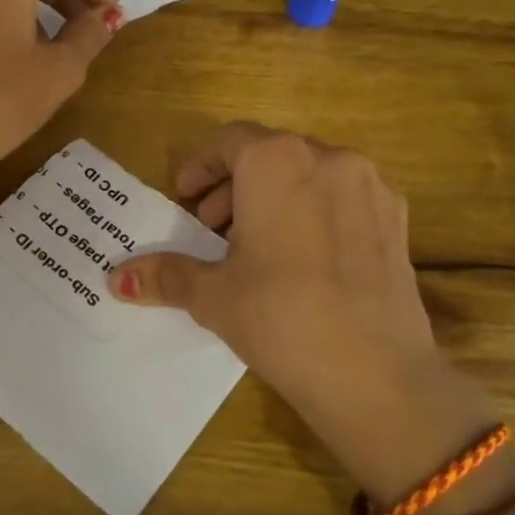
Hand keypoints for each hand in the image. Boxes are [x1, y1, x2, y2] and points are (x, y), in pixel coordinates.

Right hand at [108, 123, 497, 502]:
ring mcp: (371, 188)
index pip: (230, 141)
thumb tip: (117, 278)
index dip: (201, 166)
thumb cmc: (280, 318)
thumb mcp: (214, 296)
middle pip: (271, 155)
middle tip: (212, 229)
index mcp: (278, 162)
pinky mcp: (397, 222)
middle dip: (234, 186)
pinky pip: (343, 200)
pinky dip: (314, 213)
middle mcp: (329, 159)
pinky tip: (304, 262)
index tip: (184, 198)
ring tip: (256, 247)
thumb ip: (166, 275)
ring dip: (274, 198)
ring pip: (310, 175)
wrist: (376, 374)